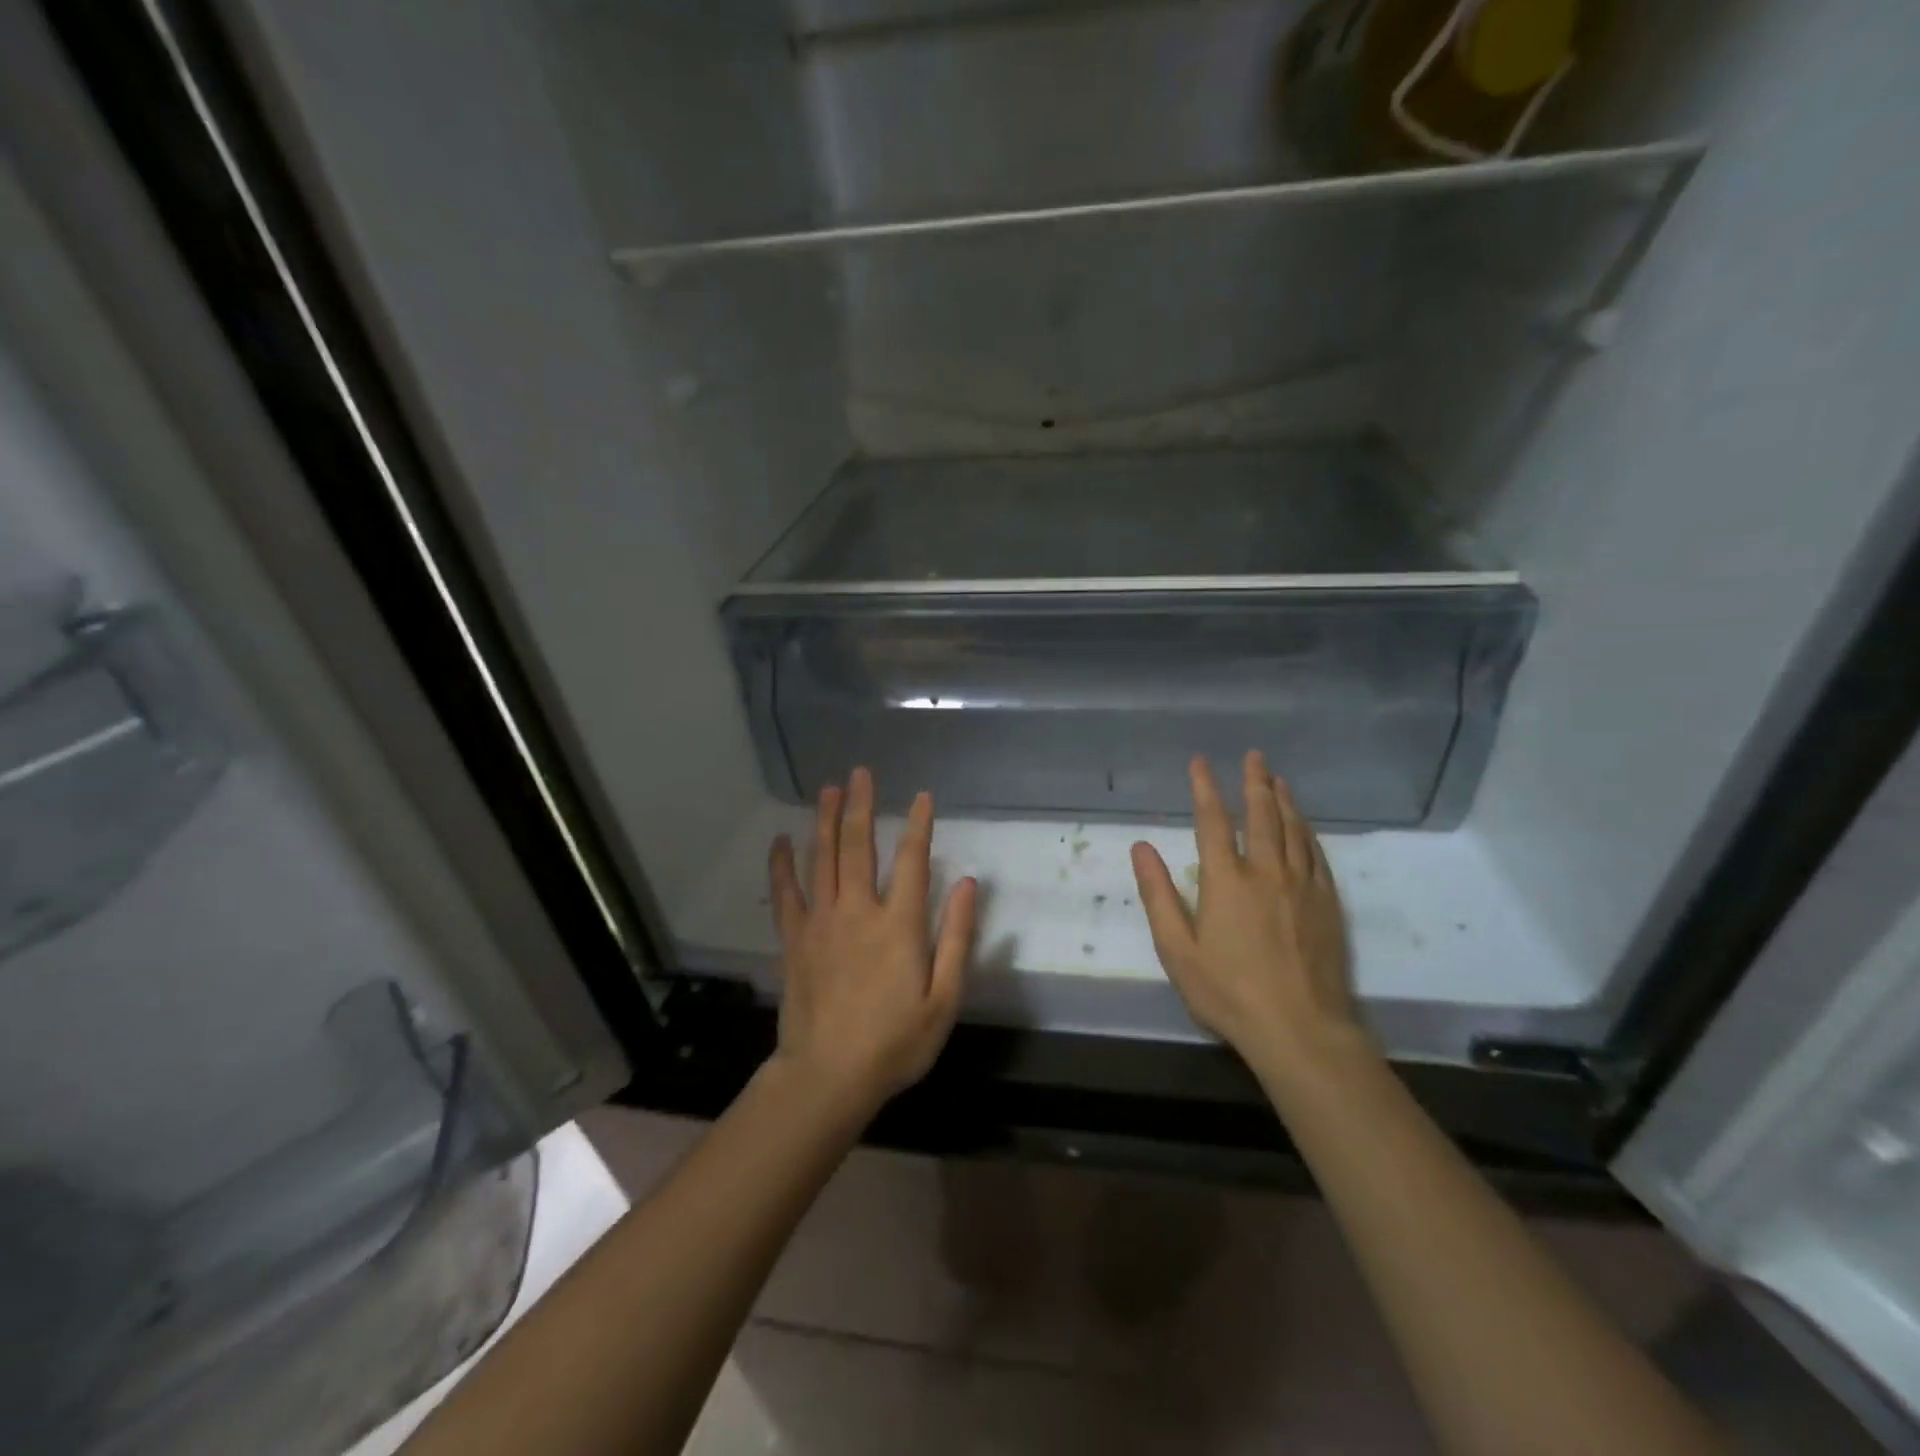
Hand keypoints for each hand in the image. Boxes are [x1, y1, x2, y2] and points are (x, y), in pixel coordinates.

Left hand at [768, 767, 977, 1116]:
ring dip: (826, 821)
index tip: (923, 796)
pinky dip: (783, 864)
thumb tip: (969, 884)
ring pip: (823, 859)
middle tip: (861, 772)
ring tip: (829, 788)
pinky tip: (781, 840)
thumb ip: (957, 938)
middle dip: (863, 806)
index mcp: (900, 925)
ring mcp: (822, 922)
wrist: (828, 1076)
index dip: (920, 825)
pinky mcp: (794, 939)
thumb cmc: (895, 1043)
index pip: (914, 861)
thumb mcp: (943, 999)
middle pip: (860, 846)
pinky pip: (786, 892)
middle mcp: (859, 911)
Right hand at [1131, 753, 1365, 1079]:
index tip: (1199, 762)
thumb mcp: (1176, 948)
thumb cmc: (1228, 991)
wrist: (1300, 1029)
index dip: (1204, 788)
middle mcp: (1266, 872)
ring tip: (1278, 779)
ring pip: (1294, 830)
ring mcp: (1302, 886)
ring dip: (1284, 800)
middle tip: (1254, 756)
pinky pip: (1317, 856)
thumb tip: (1141, 847)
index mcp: (1225, 880)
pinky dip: (1308, 833)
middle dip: (1254, 782)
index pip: (1213, 821)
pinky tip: (1305, 826)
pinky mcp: (1328, 904)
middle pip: (1261, 815)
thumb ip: (1158, 894)